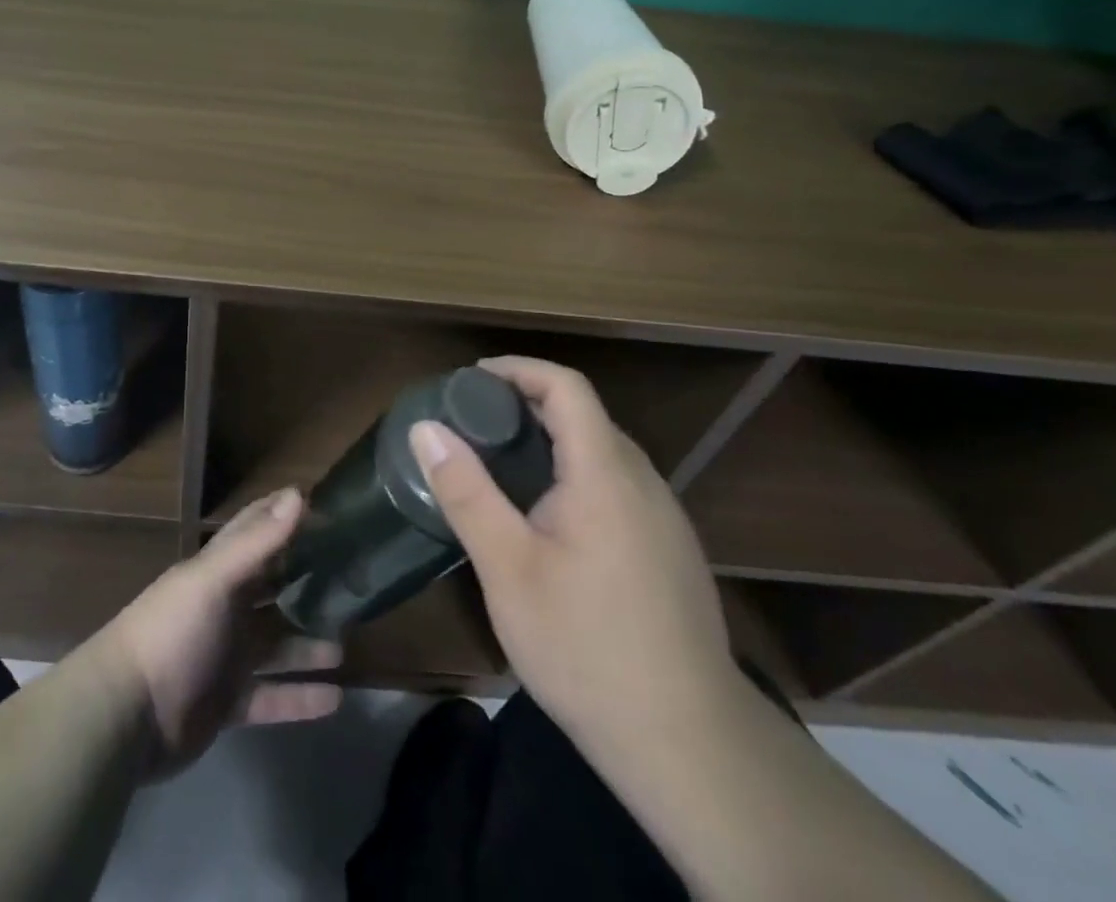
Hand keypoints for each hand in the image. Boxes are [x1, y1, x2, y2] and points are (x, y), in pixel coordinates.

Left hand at [90, 488, 343, 776]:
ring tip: (348, 642)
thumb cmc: (172, 633)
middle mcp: (225, 607)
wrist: (126, 717)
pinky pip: (273, 696)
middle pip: (273, 588)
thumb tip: (299, 494)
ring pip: (278, 643)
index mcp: (218, 571)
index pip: (254, 530)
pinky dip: (301, 697)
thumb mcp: (214, 580)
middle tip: (353, 579)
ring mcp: (227, 656)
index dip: (283, 515)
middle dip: (307, 581)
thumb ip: (258, 542)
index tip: (327, 506)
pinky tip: (337, 699)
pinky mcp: (229, 702)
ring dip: (309, 643)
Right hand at [410, 356, 734, 749]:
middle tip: (472, 423)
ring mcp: (663, 518)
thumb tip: (425, 428)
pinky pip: (616, 485)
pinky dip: (574, 474)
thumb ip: (467, 492)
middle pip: (584, 415)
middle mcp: (642, 482)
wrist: (690, 746)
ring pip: (602, 452)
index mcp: (605, 473)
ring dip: (551, 440)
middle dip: (526, 404)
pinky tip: (546, 518)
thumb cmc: (587, 647)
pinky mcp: (670, 550)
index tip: (471, 379)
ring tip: (500, 465)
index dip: (518, 369)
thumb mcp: (508, 569)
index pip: (566, 387)